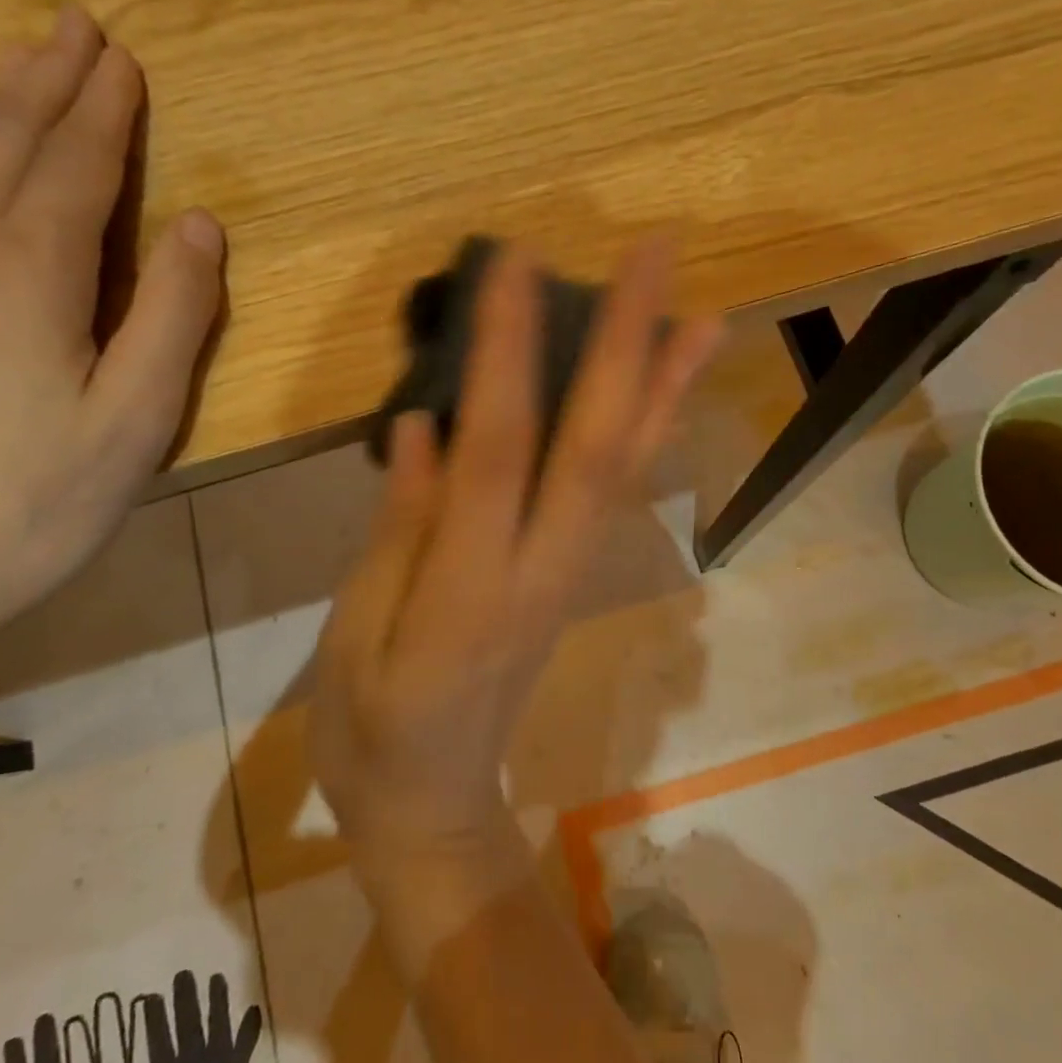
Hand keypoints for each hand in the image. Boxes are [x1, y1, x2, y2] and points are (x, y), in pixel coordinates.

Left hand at [0, 5, 225, 675]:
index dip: (105, 112)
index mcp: (30, 279)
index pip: (76, 170)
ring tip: (21, 67)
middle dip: (47, 84)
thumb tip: (198, 226)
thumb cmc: (32, 508)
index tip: (123, 57)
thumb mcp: (135, 421)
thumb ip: (174, 318)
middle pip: (8, 149)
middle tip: (75, 26)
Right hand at [305, 242, 718, 917]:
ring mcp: (569, 574)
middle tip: (653, 253)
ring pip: (627, 468)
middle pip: (596, 443)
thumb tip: (426, 425)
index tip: (518, 263)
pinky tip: (666, 395)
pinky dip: (650, 437)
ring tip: (703, 312)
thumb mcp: (358, 636)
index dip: (511, 351)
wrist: (436, 809)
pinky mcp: (573, 578)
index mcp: (472, 587)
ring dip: (666, 387)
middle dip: (628, 343)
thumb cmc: (372, 732)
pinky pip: (619, 495)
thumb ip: (400, 529)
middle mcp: (542, 570)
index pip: (500, 448)